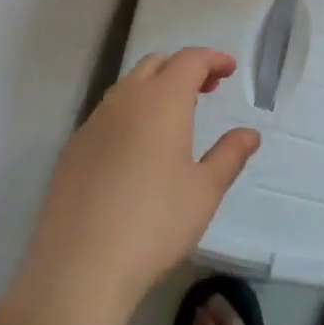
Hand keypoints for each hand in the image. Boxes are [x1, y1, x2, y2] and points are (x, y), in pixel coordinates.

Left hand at [12, 48, 259, 324]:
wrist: (79, 265)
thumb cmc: (154, 223)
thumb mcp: (204, 191)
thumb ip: (229, 155)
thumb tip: (250, 133)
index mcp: (161, 101)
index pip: (189, 60)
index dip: (212, 59)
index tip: (229, 69)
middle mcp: (125, 99)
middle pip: (156, 64)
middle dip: (183, 68)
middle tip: (207, 89)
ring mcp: (94, 122)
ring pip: (128, 87)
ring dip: (155, 88)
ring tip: (174, 118)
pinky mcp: (73, 148)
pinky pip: (107, 114)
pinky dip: (130, 113)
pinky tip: (137, 149)